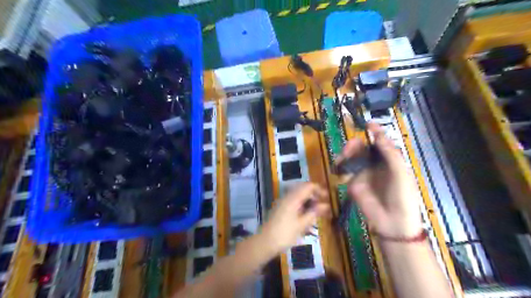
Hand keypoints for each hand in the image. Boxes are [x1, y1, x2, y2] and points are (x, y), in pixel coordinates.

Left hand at [261, 183, 330, 254]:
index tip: (328, 198)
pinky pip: (294, 203)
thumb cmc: (285, 234)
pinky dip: (303, 207)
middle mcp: (288, 197)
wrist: (265, 242)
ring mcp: (283, 203)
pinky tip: (307, 218)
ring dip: (309, 202)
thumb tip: (326, 205)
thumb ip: (314, 213)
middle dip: (315, 196)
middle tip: (323, 206)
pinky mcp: (281, 209)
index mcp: (293, 198)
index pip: (308, 186)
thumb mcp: (302, 225)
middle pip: (303, 190)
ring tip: (317, 213)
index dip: (319, 189)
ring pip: (299, 197)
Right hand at [340, 123, 423, 237]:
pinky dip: (341, 167)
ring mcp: (363, 174)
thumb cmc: (403, 196)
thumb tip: (378, 133)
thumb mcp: (400, 172)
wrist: (393, 222)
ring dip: (347, 154)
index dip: (375, 133)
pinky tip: (339, 166)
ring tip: (344, 156)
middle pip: (363, 149)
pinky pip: (346, 171)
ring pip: (353, 158)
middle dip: (356, 144)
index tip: (367, 124)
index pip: (381, 143)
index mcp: (390, 161)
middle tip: (351, 146)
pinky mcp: (353, 183)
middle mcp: (376, 165)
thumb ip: (389, 152)